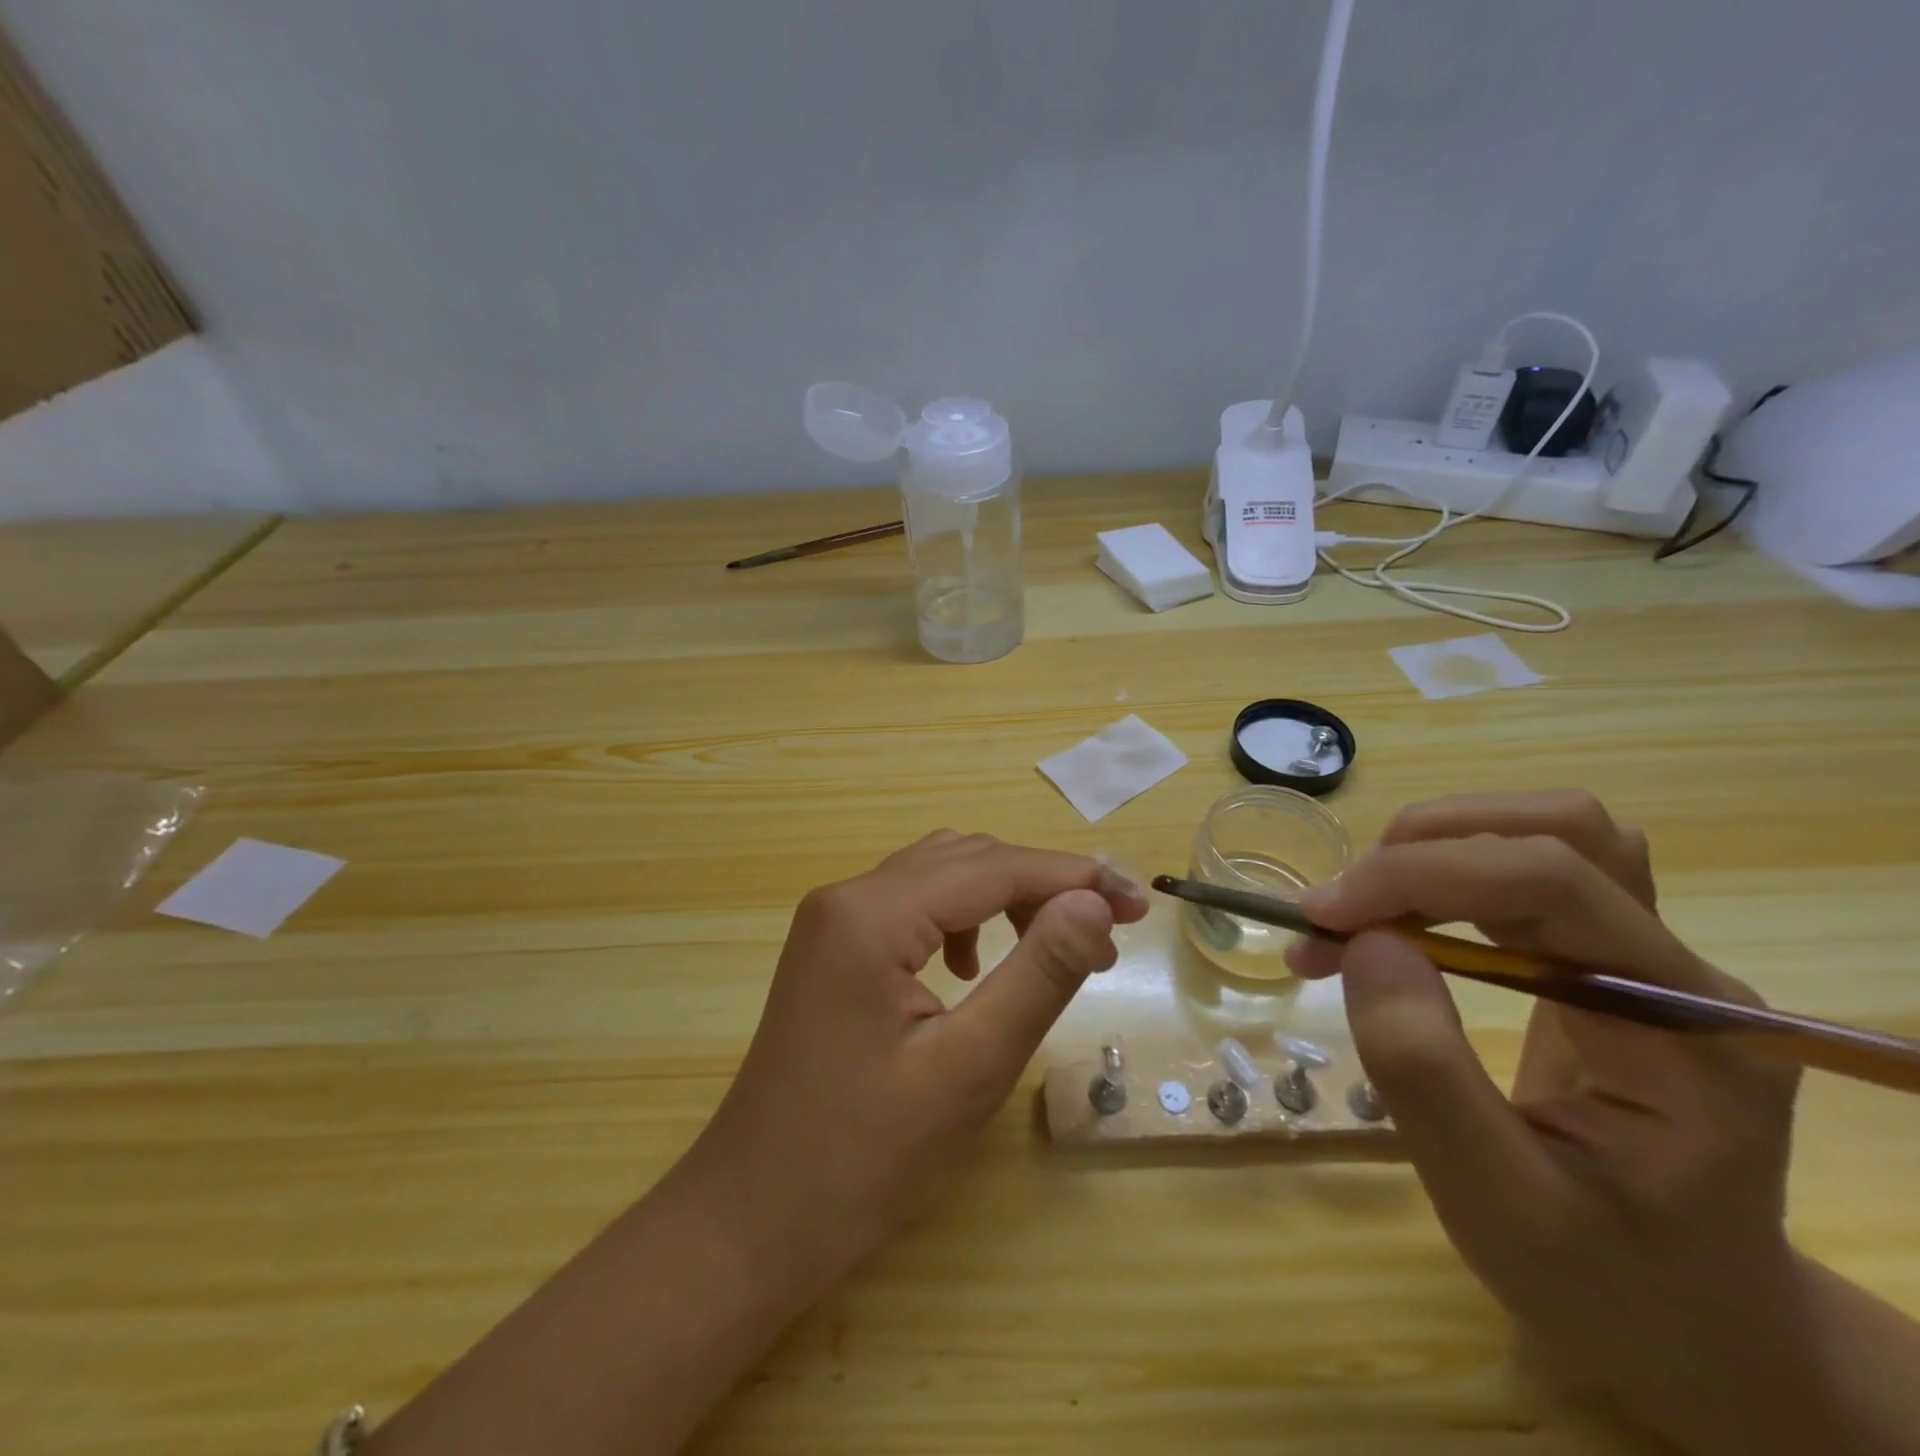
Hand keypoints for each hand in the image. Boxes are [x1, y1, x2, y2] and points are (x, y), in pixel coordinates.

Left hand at [685, 831, 1147, 1282]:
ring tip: (1053, 946)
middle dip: (1042, 883)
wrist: (752, 1219)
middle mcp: (846, 896)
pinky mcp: (832, 946)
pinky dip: (962, 916)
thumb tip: (1094, 904)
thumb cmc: (862, 1158)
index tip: (1137, 903)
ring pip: (939, 874)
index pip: (993, 867)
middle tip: (1107, 933)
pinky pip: (912, 903)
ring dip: (1004, 896)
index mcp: (871, 915)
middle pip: (966, 859)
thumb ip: (1037, 976)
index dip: (1072, 877)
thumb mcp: (969, 1069)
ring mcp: (832, 919)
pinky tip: (973, 968)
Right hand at [1287, 791, 1814, 1450]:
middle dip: (1424, 848)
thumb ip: (1425, 1069)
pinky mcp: (1602, 960)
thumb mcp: (1496, 1203)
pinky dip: (1436, 876)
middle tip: (1338, 912)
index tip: (1319, 917)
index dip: (1419, 877)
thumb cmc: (1604, 1284)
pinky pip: (1520, 873)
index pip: (1553, 883)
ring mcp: (1647, 959)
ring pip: (1543, 832)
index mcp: (1686, 1030)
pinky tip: (1387, 924)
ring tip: (1356, 911)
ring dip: (1431, 849)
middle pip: (1560, 831)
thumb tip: (1365, 941)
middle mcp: (1681, 970)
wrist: (1691, 1325)